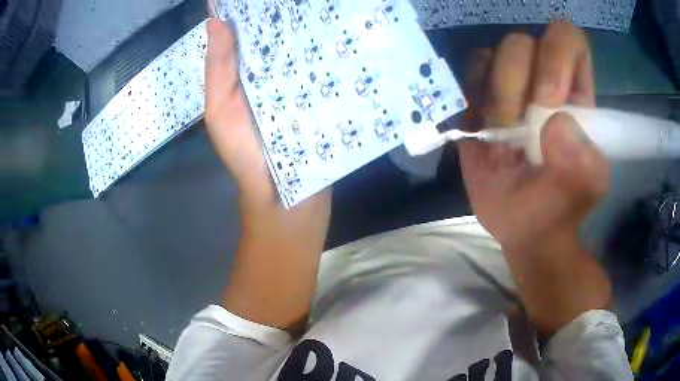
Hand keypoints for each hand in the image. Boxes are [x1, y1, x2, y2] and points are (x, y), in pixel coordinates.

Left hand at [205, 18, 330, 229]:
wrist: (284, 195)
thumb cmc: (244, 154)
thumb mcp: (220, 111)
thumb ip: (218, 70)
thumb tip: (217, 21)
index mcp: (242, 69)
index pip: (243, 28)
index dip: (244, 5)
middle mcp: (271, 67)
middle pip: (276, 29)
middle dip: (283, 7)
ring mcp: (301, 77)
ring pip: (303, 41)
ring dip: (311, 20)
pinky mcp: (325, 90)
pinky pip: (327, 62)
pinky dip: (332, 45)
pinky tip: (342, 24)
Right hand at [459, 22, 607, 253]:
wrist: (519, 224)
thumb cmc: (555, 207)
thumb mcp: (581, 192)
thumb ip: (582, 163)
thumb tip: (557, 126)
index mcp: (575, 93)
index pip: (569, 40)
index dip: (558, 55)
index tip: (548, 101)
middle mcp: (542, 78)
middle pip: (523, 43)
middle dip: (516, 82)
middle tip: (514, 128)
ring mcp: (509, 85)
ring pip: (492, 54)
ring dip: (493, 96)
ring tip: (498, 138)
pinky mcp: (480, 98)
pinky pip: (468, 75)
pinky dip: (470, 97)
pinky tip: (479, 127)